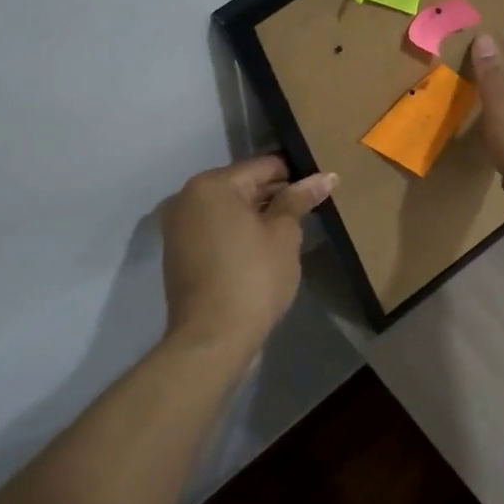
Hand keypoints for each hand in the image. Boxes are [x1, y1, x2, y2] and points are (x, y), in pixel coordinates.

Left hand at [160, 156, 337, 357]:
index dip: (296, 175)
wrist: (212, 338)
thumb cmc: (253, 277)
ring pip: (229, 209)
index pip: (265, 166)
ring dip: (257, 216)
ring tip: (290, 232)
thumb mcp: (283, 234)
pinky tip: (263, 250)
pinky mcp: (179, 252)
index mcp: (212, 184)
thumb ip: (299, 200)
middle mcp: (188, 197)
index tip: (320, 190)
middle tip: (309, 212)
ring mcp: (178, 226)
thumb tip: (325, 176)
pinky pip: (216, 230)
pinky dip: (238, 233)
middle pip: (244, 185)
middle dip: (275, 196)